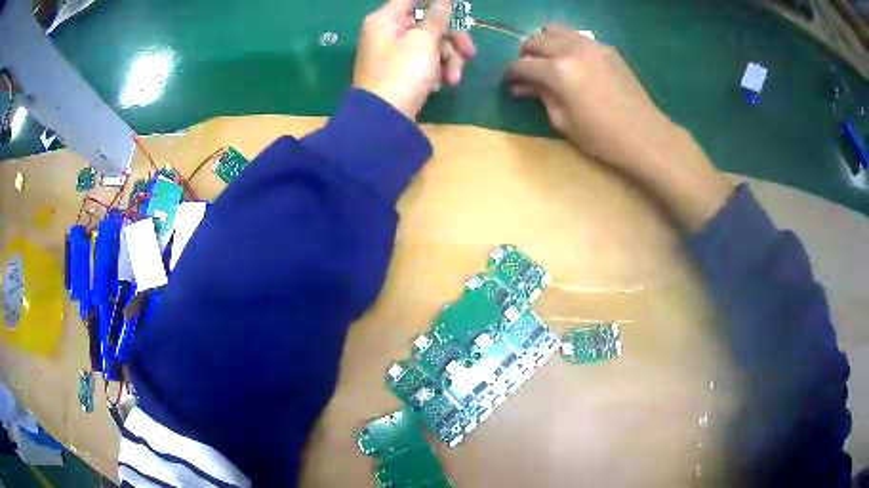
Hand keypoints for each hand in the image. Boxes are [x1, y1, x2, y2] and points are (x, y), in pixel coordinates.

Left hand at [354, 0, 476, 119]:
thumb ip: (437, 17)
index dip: (437, 2)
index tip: (457, 5)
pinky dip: (434, 71)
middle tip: (470, 54)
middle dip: (451, 41)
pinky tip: (437, 86)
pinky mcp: (400, 70)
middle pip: (428, 23)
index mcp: (387, 19)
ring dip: (447, 60)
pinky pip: (423, 60)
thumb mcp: (424, 41)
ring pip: (430, 44)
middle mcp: (388, 31)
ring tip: (453, 80)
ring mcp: (393, 52)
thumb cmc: (403, 73)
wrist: (384, 119)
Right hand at [505, 24, 731, 232]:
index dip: (511, 73)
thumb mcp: (563, 121)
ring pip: (555, 30)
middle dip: (525, 54)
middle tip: (527, 71)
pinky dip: (567, 44)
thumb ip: (540, 97)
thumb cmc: (601, 136)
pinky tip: (573, 63)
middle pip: (536, 40)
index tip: (509, 81)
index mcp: (558, 71)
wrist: (645, 135)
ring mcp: (591, 45)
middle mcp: (571, 49)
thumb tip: (521, 87)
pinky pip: (577, 37)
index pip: (522, 64)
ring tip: (548, 61)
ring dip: (545, 43)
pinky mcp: (606, 48)